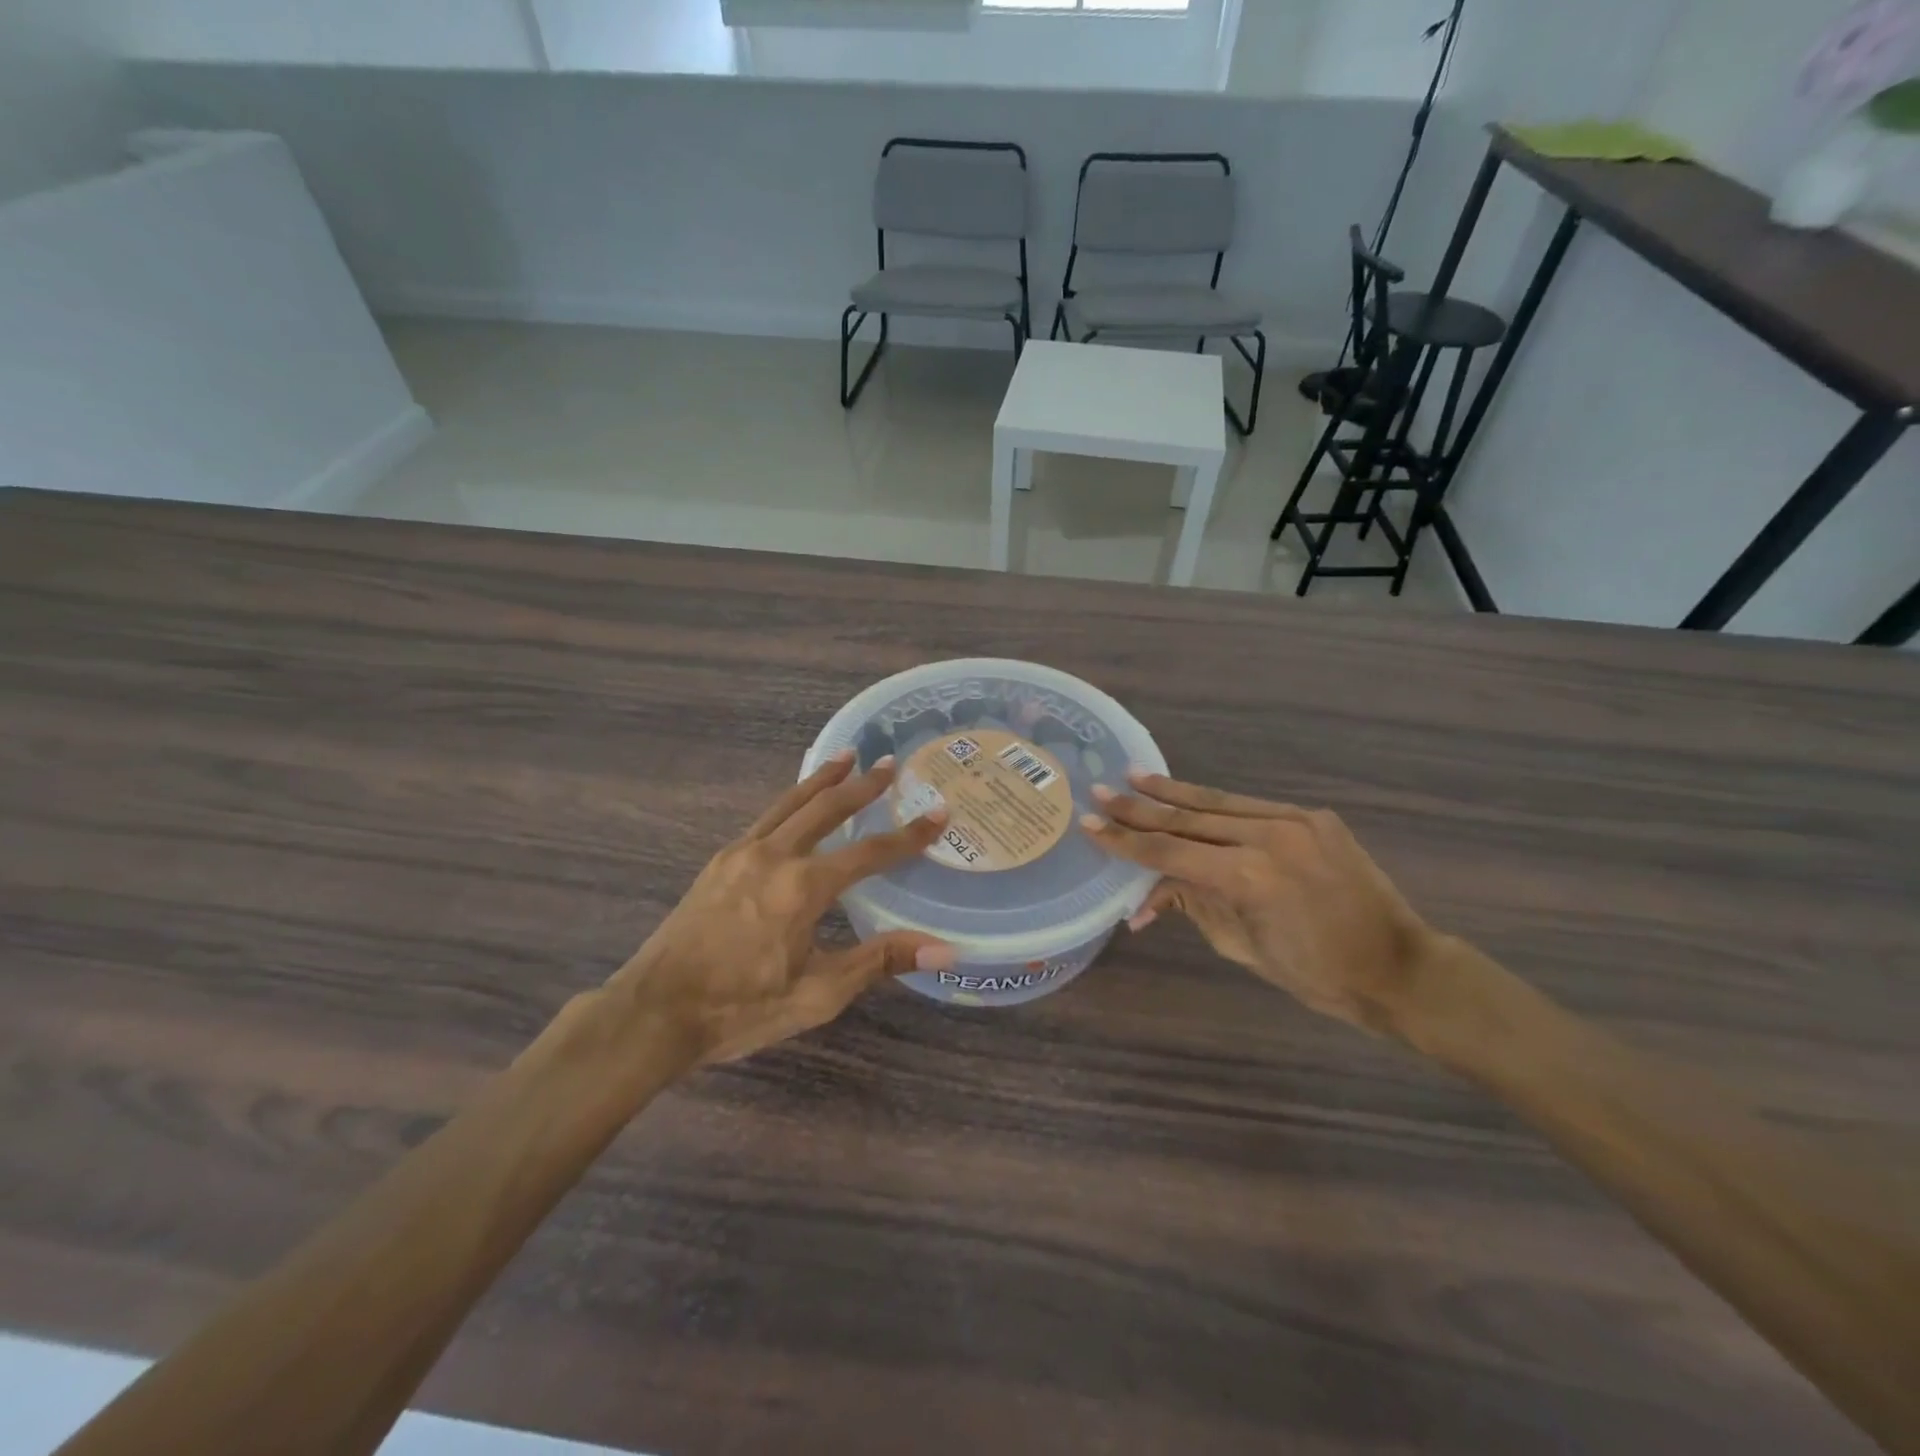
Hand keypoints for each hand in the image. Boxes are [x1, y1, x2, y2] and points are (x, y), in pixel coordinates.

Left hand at [609, 750, 954, 1065]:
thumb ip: (879, 961)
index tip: (939, 814)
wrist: (654, 1012)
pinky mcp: (719, 861)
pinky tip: (796, 803)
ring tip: (846, 757)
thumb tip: (944, 950)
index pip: (870, 853)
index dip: (909, 836)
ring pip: (791, 803)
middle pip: (827, 808)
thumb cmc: (740, 1008)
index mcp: (803, 887)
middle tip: (890, 763)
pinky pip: (766, 818)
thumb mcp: (817, 995)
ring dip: (823, 779)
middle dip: (863, 785)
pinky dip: (791, 800)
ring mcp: (741, 853)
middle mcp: (774, 856)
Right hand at [1082, 773, 1438, 1034]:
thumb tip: (1145, 897)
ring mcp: (1295, 820)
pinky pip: (1252, 807)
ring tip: (1136, 777)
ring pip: (1219, 802)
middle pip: (1188, 819)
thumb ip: (1192, 905)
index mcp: (1248, 877)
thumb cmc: (1316, 975)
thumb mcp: (1241, 947)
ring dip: (1174, 792)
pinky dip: (1216, 804)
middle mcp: (1268, 836)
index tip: (1090, 826)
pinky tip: (1191, 797)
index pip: (1169, 853)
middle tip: (1101, 792)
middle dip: (1140, 808)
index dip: (1125, 841)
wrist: (1398, 967)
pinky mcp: (1313, 817)